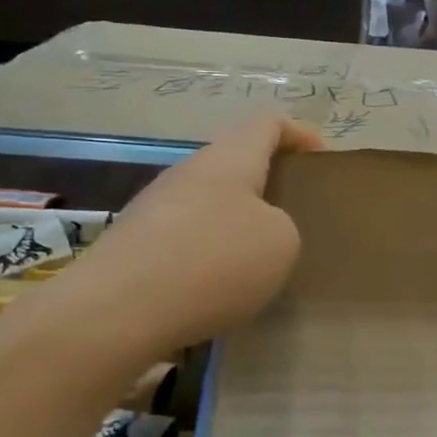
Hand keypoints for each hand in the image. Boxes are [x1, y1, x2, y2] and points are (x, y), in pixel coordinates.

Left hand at [98, 115, 322, 351]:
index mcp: (228, 159)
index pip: (268, 124)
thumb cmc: (213, 262)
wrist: (115, 312)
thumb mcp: (281, 243)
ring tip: (260, 261)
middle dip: (269, 184)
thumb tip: (259, 231)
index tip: (321, 160)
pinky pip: (186, 238)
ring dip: (238, 224)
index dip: (300, 134)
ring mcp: (155, 208)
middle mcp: (188, 172)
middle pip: (236, 163)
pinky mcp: (135, 246)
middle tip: (297, 217)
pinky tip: (219, 290)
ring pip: (210, 203)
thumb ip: (283, 226)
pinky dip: (210, 254)